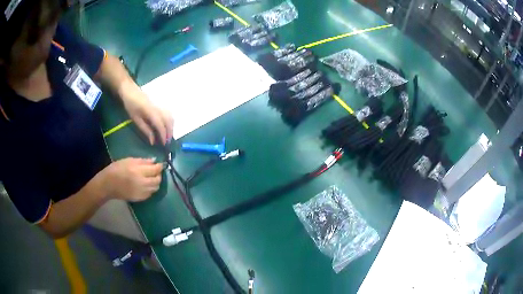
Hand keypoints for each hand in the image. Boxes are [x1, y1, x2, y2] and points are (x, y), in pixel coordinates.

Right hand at [102, 158, 162, 201]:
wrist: (108, 185)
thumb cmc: (116, 169)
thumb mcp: (129, 160)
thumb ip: (143, 161)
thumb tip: (154, 161)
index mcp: (139, 172)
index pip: (155, 170)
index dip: (160, 166)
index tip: (161, 164)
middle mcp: (143, 183)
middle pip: (157, 180)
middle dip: (159, 175)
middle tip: (156, 171)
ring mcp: (142, 192)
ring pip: (155, 188)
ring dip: (156, 182)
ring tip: (151, 177)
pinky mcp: (140, 198)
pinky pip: (150, 193)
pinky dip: (151, 188)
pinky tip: (146, 184)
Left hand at [121, 85, 173, 144]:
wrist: (131, 90)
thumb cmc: (131, 105)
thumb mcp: (135, 119)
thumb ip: (145, 130)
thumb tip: (153, 141)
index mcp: (151, 111)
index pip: (161, 125)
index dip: (163, 135)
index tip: (163, 144)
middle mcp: (158, 108)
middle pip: (168, 121)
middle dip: (169, 132)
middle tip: (167, 142)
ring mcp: (160, 105)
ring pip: (170, 117)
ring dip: (171, 127)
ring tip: (167, 135)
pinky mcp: (160, 104)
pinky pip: (169, 113)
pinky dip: (170, 121)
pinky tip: (167, 126)